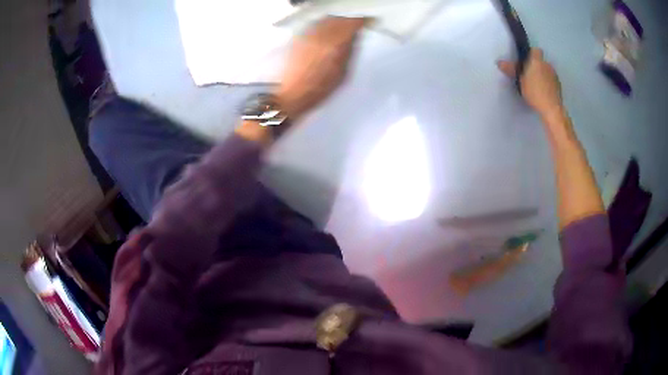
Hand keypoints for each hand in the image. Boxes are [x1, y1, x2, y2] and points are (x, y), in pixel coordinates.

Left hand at [277, 17, 366, 119]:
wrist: (293, 93)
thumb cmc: (320, 88)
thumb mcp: (343, 72)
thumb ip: (349, 51)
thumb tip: (354, 37)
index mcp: (336, 45)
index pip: (352, 24)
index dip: (361, 21)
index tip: (367, 22)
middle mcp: (322, 36)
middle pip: (339, 19)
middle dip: (348, 21)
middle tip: (354, 26)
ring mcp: (308, 35)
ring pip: (325, 20)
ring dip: (335, 21)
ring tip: (339, 28)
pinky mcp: (298, 38)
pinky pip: (314, 25)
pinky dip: (323, 25)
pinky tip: (324, 33)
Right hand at [497, 49, 562, 117]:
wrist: (552, 109)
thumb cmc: (535, 92)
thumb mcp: (520, 81)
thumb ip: (511, 70)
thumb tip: (499, 62)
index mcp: (537, 61)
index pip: (536, 50)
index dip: (531, 54)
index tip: (527, 62)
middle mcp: (547, 65)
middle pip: (541, 62)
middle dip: (536, 67)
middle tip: (530, 76)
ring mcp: (555, 75)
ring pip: (547, 71)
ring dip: (543, 76)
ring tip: (537, 87)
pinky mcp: (559, 86)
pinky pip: (551, 81)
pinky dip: (548, 85)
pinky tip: (544, 93)